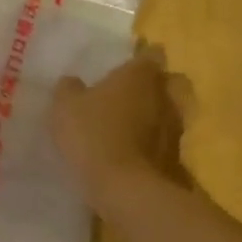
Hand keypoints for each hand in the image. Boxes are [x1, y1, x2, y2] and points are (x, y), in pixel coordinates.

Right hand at [51, 45, 189, 195]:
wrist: (126, 188)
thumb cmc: (94, 135)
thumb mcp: (65, 107)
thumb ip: (69, 89)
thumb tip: (72, 82)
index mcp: (140, 75)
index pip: (151, 54)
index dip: (141, 55)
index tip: (128, 62)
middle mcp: (164, 95)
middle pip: (170, 81)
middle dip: (156, 84)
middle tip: (133, 92)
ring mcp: (175, 127)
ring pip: (171, 111)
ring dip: (156, 114)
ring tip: (133, 124)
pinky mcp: (175, 157)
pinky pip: (165, 140)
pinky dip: (154, 142)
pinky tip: (134, 150)